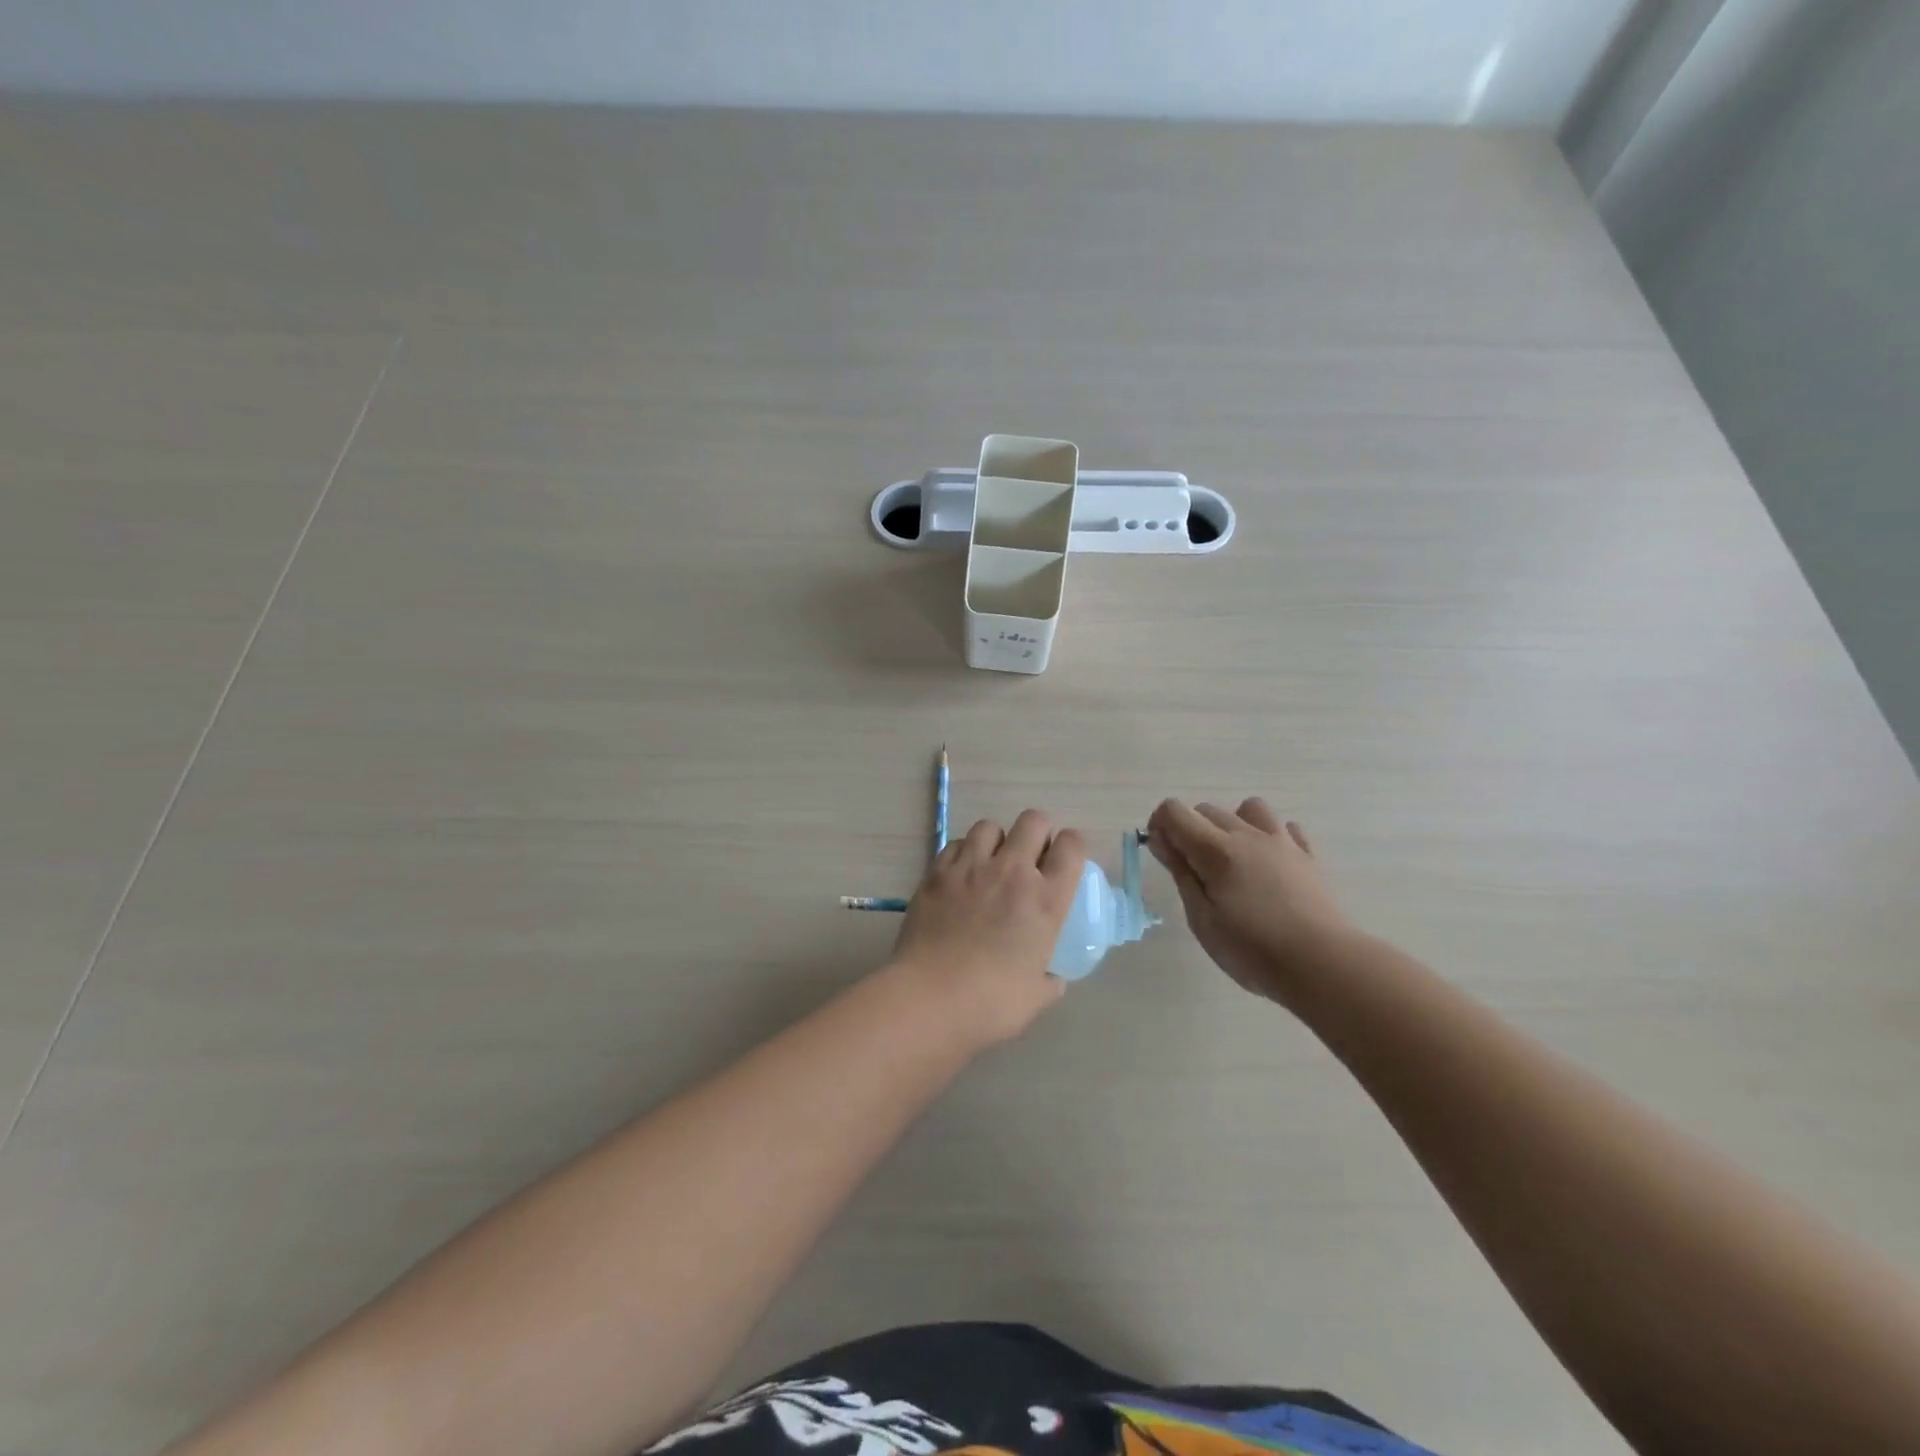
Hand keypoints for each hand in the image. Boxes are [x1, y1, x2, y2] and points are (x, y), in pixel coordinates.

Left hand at [890, 810, 1085, 1047]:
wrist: (929, 999)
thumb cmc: (991, 1004)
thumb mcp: (1037, 997)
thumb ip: (1049, 979)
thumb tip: (1049, 976)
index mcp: (1046, 900)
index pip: (1072, 846)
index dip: (1072, 846)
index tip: (1064, 860)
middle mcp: (1012, 872)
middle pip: (1033, 821)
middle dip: (1036, 833)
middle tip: (1030, 859)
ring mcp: (971, 867)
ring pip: (990, 826)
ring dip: (996, 841)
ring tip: (990, 864)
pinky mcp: (937, 872)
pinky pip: (956, 844)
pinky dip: (963, 853)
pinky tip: (961, 876)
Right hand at [1147, 797, 1352, 1003]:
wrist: (1323, 964)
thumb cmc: (1252, 950)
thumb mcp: (1202, 918)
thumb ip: (1181, 873)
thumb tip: (1160, 840)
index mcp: (1216, 850)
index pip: (1174, 811)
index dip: (1160, 826)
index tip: (1164, 855)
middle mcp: (1248, 835)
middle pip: (1207, 809)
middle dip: (1190, 830)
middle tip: (1194, 871)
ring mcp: (1282, 842)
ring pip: (1249, 809)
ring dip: (1233, 825)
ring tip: (1234, 860)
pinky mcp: (1308, 856)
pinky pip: (1286, 828)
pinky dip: (1271, 837)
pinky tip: (1270, 865)